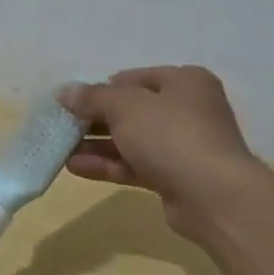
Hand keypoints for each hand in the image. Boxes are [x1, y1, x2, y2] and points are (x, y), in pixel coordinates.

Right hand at [59, 66, 262, 231]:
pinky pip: (135, 166)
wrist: (213, 196)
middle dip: (95, 119)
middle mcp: (187, 110)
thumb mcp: (126, 107)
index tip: (73, 101)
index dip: (102, 88)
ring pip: (132, 141)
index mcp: (185, 82)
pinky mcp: (175, 178)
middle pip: (132, 110)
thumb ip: (93, 98)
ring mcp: (182, 147)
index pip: (135, 78)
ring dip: (97, 145)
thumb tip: (65, 91)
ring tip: (60, 149)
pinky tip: (75, 167)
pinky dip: (108, 165)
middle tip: (62, 126)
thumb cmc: (171, 135)